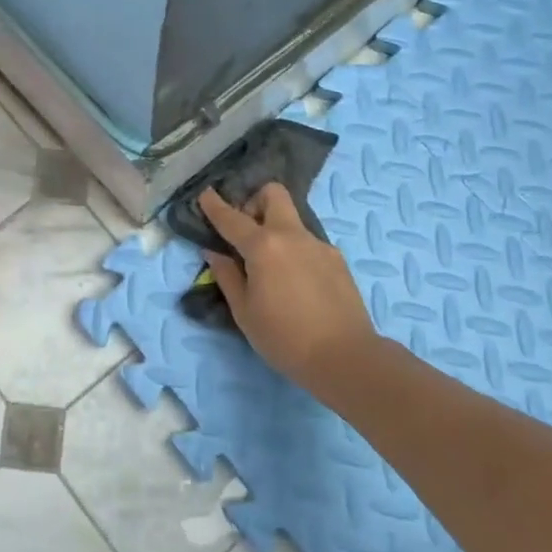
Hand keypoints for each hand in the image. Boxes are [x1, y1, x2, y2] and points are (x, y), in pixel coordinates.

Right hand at [199, 184, 375, 387]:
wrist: (345, 357)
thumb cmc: (284, 337)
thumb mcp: (244, 311)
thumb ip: (227, 276)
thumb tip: (215, 253)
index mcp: (263, 246)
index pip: (232, 218)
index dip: (215, 205)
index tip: (206, 194)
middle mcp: (292, 235)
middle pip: (273, 194)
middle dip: (255, 201)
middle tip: (245, 230)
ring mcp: (318, 245)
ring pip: (292, 220)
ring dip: (275, 229)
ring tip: (269, 266)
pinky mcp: (336, 259)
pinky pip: (307, 243)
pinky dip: (294, 250)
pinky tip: (294, 282)